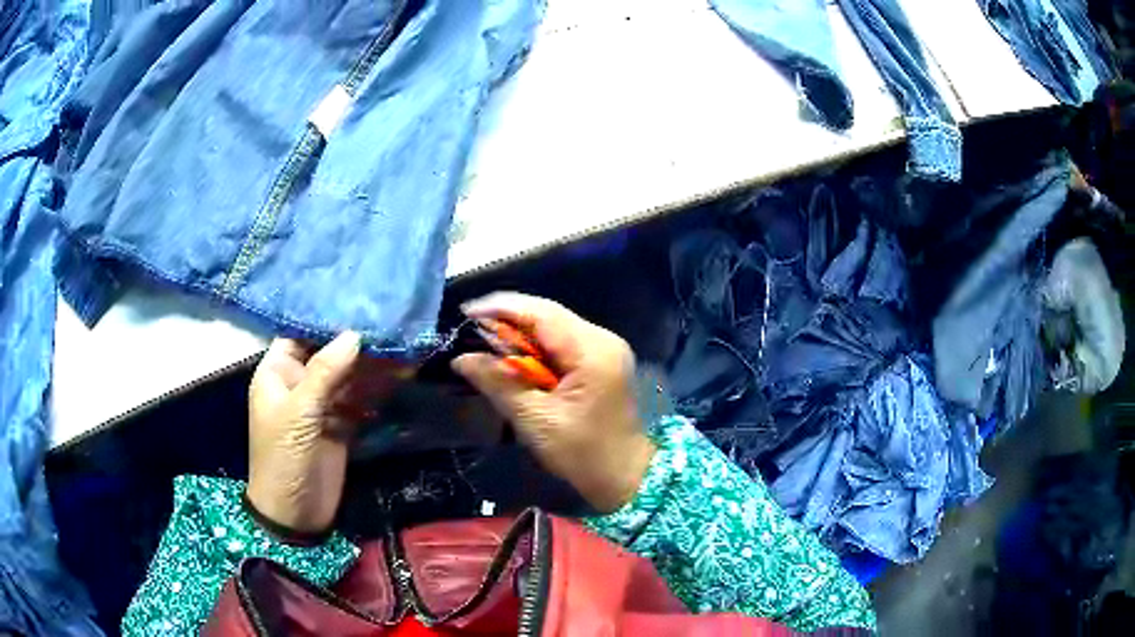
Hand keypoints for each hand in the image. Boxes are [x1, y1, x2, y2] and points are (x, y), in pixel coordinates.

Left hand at [246, 333, 407, 534]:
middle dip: (356, 342)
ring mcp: (321, 406)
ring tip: (403, 345)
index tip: (358, 302)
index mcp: (277, 373)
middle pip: (328, 354)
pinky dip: (377, 390)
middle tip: (391, 321)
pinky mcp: (341, 425)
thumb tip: (354, 334)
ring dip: (372, 365)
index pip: (300, 335)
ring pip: (347, 377)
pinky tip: (400, 376)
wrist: (295, 514)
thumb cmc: (284, 459)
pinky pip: (360, 400)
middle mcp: (299, 384)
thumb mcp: (299, 414)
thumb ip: (325, 373)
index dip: (325, 320)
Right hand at [452, 293, 655, 512]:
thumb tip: (461, 359)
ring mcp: (605, 348)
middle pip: (547, 316)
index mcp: (592, 350)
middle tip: (471, 331)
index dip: (501, 308)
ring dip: (520, 335)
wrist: (626, 476)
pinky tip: (515, 360)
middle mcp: (602, 339)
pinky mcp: (602, 361)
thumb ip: (498, 383)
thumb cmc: (583, 453)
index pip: (541, 313)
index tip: (466, 313)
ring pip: (553, 328)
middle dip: (507, 321)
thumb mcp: (535, 420)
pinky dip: (536, 349)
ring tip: (485, 344)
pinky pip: (562, 343)